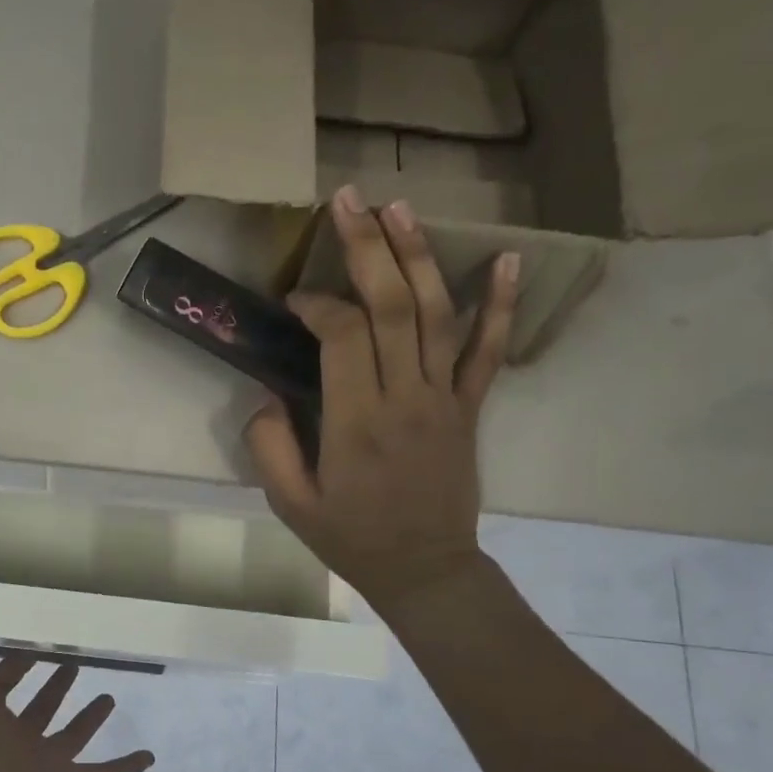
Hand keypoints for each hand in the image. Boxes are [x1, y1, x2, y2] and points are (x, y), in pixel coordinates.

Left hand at [0, 636, 154, 771]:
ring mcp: (47, 763)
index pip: (0, 688)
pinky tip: (149, 756)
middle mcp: (20, 739)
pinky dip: (125, 768)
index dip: (12, 667)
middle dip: (55, 686)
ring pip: (72, 735)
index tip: (32, 647)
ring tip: (110, 697)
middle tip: (74, 662)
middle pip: (40, 708)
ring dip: (90, 719)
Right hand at [244, 185, 518, 614]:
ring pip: (437, 315)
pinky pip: (488, 351)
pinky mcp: (469, 408)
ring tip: (399, 208)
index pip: (344, 337)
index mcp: (357, 423)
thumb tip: (266, 397)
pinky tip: (506, 258)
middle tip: (347, 201)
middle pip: (393, 307)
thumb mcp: (290, 504)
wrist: (425, 570)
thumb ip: (269, 447)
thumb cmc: (351, 538)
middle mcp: (406, 399)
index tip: (296, 300)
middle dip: (367, 248)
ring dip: (419, 257)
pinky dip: (499, 304)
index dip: (319, 305)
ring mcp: (445, 400)